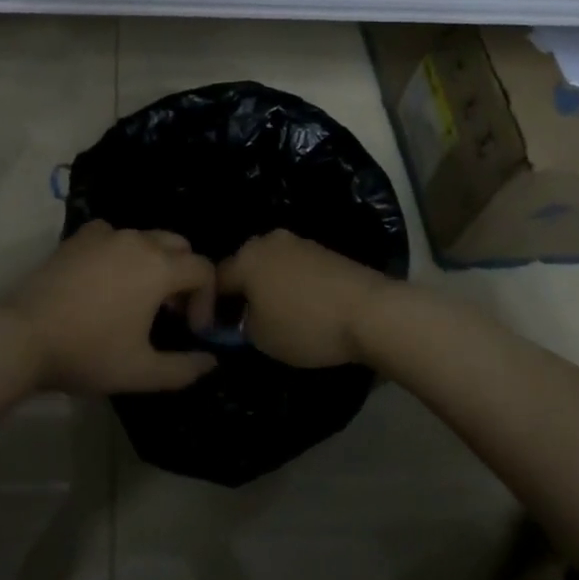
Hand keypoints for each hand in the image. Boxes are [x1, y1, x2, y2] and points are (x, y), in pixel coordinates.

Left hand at [6, 221, 218, 394]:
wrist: (24, 335)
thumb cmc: (89, 352)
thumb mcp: (142, 372)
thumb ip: (184, 368)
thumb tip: (211, 362)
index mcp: (160, 267)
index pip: (203, 269)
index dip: (207, 299)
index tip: (193, 330)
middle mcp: (138, 240)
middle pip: (179, 246)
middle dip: (185, 276)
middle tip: (171, 312)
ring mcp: (106, 234)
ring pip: (146, 238)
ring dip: (155, 262)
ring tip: (140, 297)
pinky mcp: (79, 237)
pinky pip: (113, 235)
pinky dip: (121, 251)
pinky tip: (107, 277)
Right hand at [202, 230, 395, 367]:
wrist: (370, 311)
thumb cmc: (306, 325)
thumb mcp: (260, 337)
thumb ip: (238, 325)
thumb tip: (239, 318)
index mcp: (245, 257)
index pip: (214, 280)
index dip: (208, 307)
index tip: (212, 331)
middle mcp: (268, 241)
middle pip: (242, 267)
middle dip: (239, 292)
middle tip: (241, 322)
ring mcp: (299, 242)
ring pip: (270, 266)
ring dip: (266, 287)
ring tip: (272, 316)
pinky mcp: (324, 251)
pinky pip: (294, 268)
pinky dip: (290, 285)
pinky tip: (299, 307)